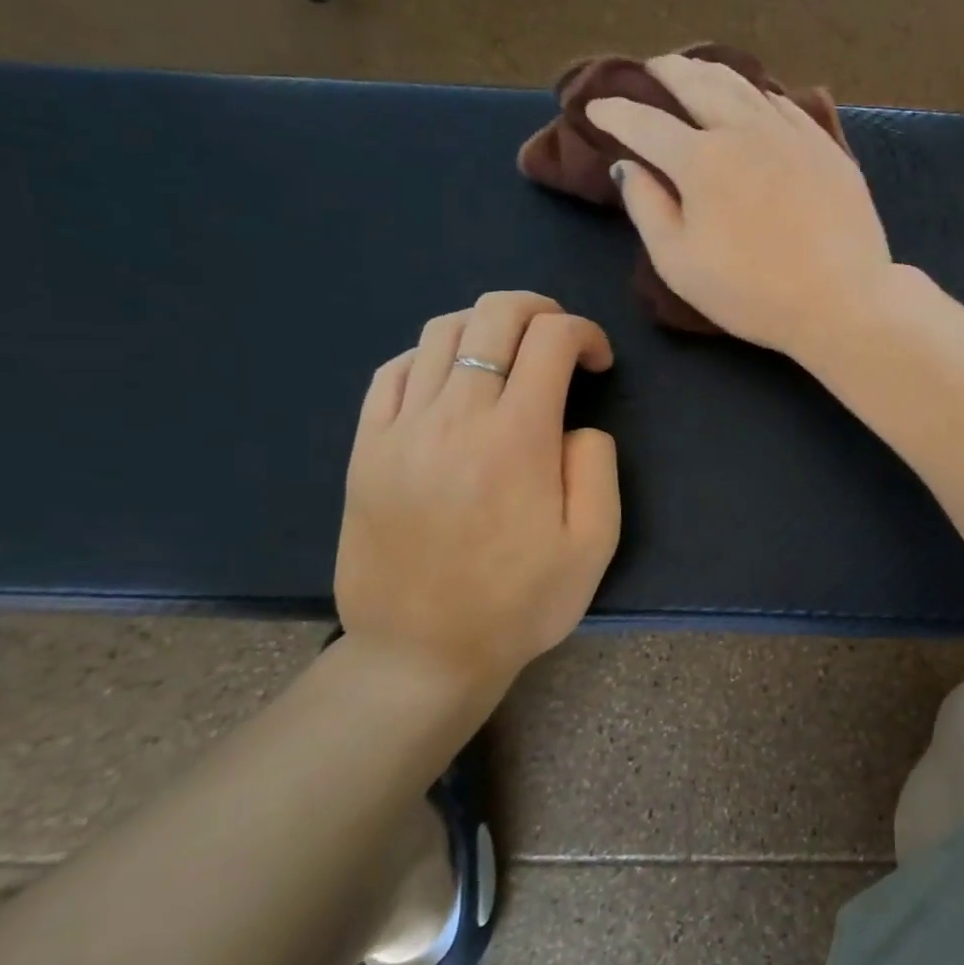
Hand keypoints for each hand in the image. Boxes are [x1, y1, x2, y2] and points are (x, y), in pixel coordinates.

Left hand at [334, 291, 618, 690]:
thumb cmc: (520, 603)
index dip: (585, 333)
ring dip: (487, 327)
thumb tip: (575, 425)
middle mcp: (456, 417)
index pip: (552, 339)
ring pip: (442, 333)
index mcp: (518, 438)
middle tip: (560, 338)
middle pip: (493, 315)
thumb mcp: (594, 544)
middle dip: (539, 309)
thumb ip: (598, 467)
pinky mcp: (366, 448)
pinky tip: (453, 382)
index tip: (598, 363)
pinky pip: (394, 370)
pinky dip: (432, 356)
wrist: (421, 655)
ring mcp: (401, 429)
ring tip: (510, 356)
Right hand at [584, 54, 898, 357]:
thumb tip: (629, 166)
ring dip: (711, 72)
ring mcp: (791, 134)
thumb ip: (647, 209)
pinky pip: (785, 105)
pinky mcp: (826, 147)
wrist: (843, 301)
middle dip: (666, 72)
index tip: (597, 108)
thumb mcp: (681, 265)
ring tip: (696, 71)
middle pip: (697, 83)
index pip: (644, 123)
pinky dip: (759, 94)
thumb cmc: (754, 294)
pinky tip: (757, 99)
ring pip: (744, 85)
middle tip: (651, 69)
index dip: (615, 112)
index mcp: (700, 160)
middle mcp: (744, 131)